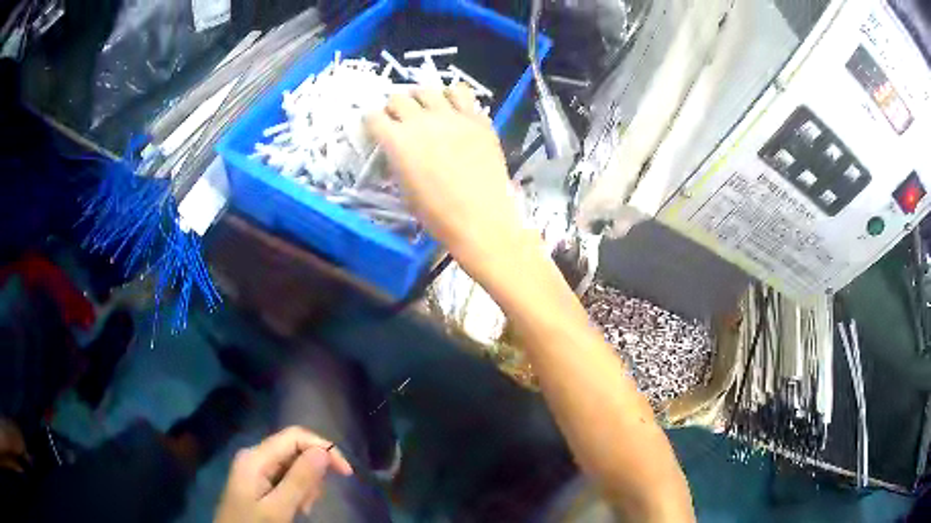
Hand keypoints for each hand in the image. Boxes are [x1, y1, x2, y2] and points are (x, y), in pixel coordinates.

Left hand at [214, 427, 351, 522]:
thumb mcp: (277, 509)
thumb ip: (299, 480)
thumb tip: (323, 451)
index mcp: (255, 457)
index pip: (295, 436)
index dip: (323, 448)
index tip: (346, 473)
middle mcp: (255, 456)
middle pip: (295, 450)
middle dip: (312, 474)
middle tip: (311, 503)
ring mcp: (256, 468)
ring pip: (294, 465)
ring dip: (306, 486)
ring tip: (301, 509)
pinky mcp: (259, 480)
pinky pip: (287, 477)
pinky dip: (298, 491)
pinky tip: (295, 507)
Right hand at [365, 85, 533, 282]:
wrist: (481, 220)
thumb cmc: (437, 214)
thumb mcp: (405, 189)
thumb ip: (398, 160)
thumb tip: (399, 149)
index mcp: (397, 142)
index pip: (374, 117)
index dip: (372, 121)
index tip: (376, 127)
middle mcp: (421, 122)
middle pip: (398, 98)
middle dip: (394, 108)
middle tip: (400, 119)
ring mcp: (451, 117)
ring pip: (427, 90)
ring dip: (420, 98)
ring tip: (425, 109)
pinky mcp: (476, 119)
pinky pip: (461, 92)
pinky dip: (452, 95)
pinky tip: (452, 107)